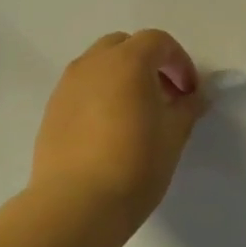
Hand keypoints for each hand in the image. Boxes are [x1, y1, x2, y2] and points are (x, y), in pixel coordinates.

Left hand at [31, 29, 207, 236]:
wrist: (76, 204)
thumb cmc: (135, 164)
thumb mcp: (174, 135)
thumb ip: (187, 108)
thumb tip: (194, 97)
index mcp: (127, 61)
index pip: (158, 42)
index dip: (179, 62)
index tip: (189, 92)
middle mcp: (93, 64)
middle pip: (124, 45)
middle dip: (148, 63)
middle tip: (163, 96)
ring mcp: (67, 86)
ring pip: (98, 66)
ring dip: (121, 78)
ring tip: (135, 114)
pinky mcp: (51, 110)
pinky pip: (81, 89)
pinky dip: (99, 96)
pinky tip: (108, 131)